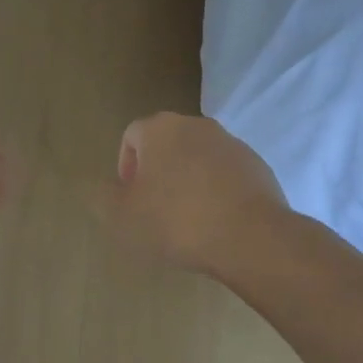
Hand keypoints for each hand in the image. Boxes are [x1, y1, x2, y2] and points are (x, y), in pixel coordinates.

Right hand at [94, 113, 289, 276]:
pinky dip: (216, 190)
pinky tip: (216, 221)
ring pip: (198, 158)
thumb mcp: (123, 217)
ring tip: (187, 218)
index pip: (132, 135)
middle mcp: (197, 125)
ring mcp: (231, 144)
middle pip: (167, 144)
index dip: (125, 166)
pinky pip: (226, 174)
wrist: (249, 236)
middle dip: (157, 171)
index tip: (129, 197)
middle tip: (154, 208)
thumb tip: (107, 187)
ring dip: (188, 180)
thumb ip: (105, 197)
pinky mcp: (257, 165)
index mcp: (161, 129)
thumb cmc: (176, 221)